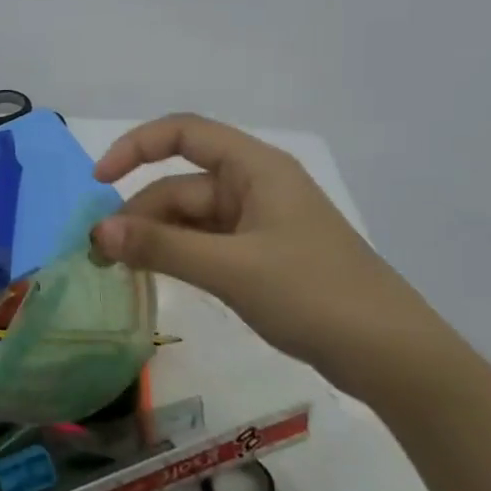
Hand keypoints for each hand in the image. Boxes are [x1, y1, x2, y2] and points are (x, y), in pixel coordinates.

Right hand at [91, 114, 449, 393]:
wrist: (393, 357)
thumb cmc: (314, 295)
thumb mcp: (230, 268)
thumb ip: (161, 246)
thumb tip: (97, 231)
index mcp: (256, 169)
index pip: (183, 133)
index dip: (135, 147)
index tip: (98, 180)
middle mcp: (255, 186)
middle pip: (180, 184)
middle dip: (139, 213)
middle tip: (101, 254)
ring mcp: (259, 223)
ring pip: (189, 218)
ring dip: (154, 238)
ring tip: (119, 269)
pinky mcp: (261, 257)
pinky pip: (205, 244)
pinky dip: (176, 255)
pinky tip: (153, 275)